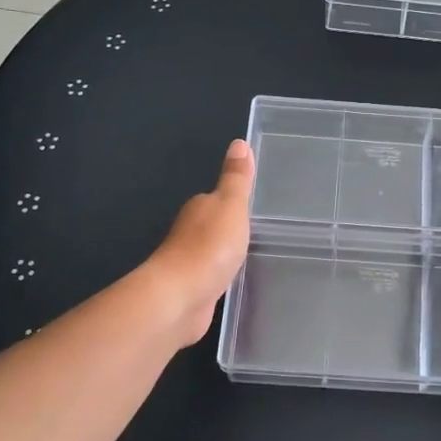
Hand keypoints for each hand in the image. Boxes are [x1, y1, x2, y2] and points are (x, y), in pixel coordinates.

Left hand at [147, 140, 255, 347]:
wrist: (180, 298)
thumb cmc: (209, 246)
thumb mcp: (231, 205)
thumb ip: (237, 178)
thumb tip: (239, 142)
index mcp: (199, 208)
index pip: (218, 199)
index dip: (235, 202)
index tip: (255, 207)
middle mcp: (189, 233)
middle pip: (213, 226)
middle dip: (231, 228)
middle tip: (260, 232)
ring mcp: (189, 263)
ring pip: (212, 253)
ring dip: (225, 254)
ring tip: (252, 256)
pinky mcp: (192, 290)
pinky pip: (212, 277)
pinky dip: (221, 276)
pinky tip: (234, 281)